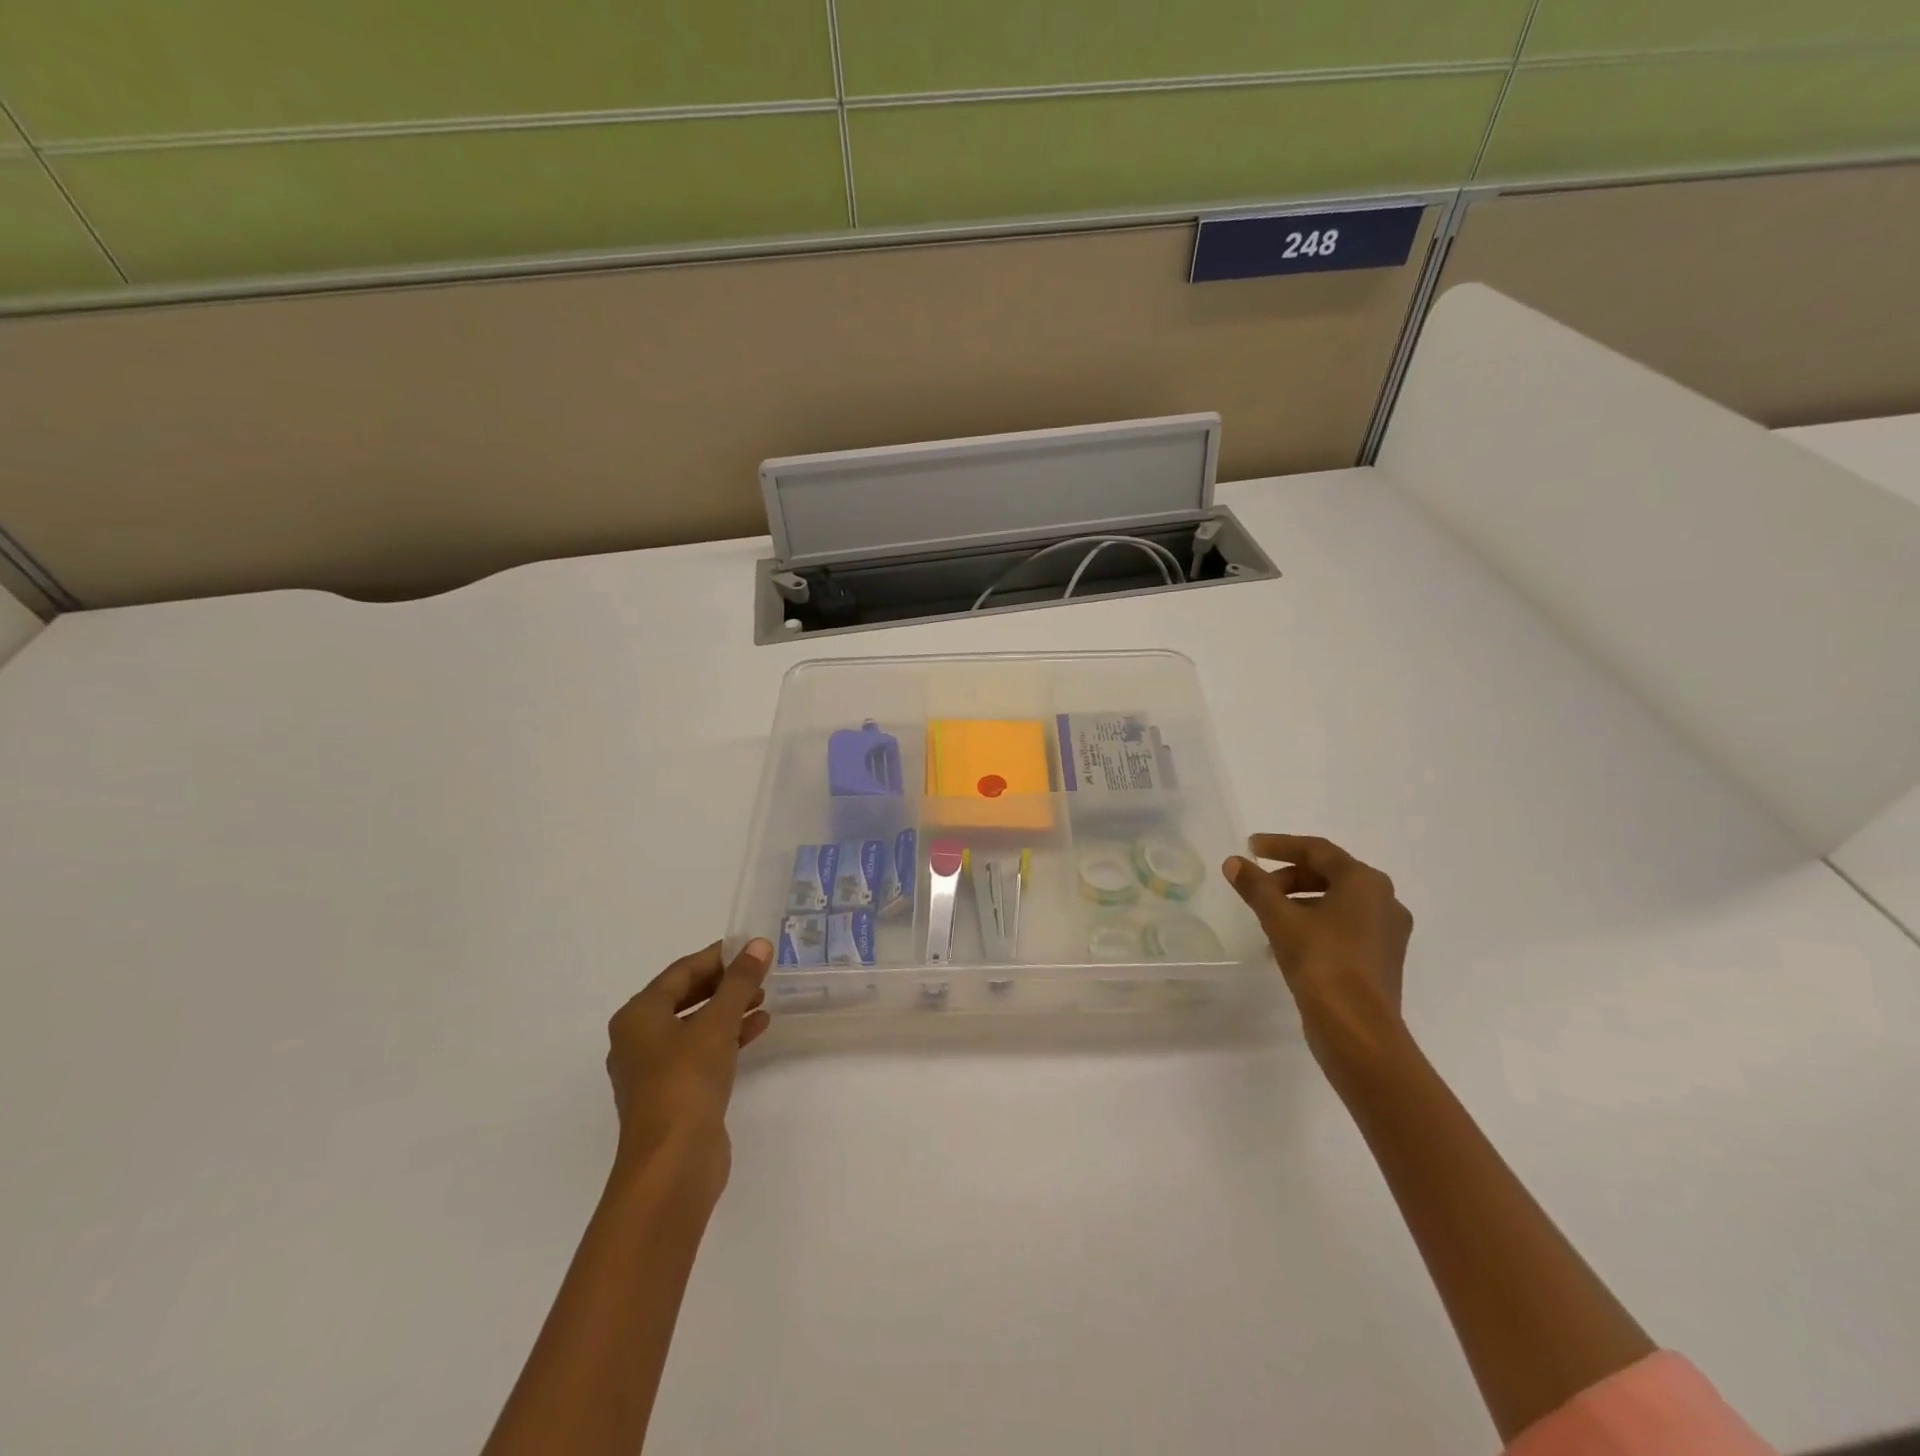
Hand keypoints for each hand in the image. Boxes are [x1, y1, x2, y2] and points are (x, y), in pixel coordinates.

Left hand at [604, 939, 772, 1201]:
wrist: (672, 1164)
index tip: (750, 947)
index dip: (717, 957)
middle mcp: (639, 1039)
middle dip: (724, 984)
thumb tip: (759, 944)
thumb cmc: (686, 1081)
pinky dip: (728, 1038)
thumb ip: (740, 982)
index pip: (681, 971)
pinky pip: (702, 1052)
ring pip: (695, 1026)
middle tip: (760, 972)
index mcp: (638, 1016)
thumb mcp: (717, 1023)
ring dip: (729, 1010)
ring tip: (764, 999)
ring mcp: (655, 1070)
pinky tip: (758, 1029)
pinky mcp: (674, 1094)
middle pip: (686, 997)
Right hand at [1223, 834, 1412, 1078]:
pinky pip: (1344, 925)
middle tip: (1258, 885)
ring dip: (1299, 900)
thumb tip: (1234, 862)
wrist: (1358, 1031)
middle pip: (1329, 874)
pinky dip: (1315, 922)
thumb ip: (1256, 886)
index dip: (1280, 845)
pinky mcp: (1381, 958)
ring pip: (1337, 901)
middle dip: (1289, 876)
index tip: (1250, 847)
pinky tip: (1288, 939)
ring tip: (1267, 914)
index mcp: (1365, 882)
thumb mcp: (1280, 919)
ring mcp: (1386, 932)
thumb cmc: (1321, 962)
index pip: (1317, 850)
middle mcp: (1384, 900)